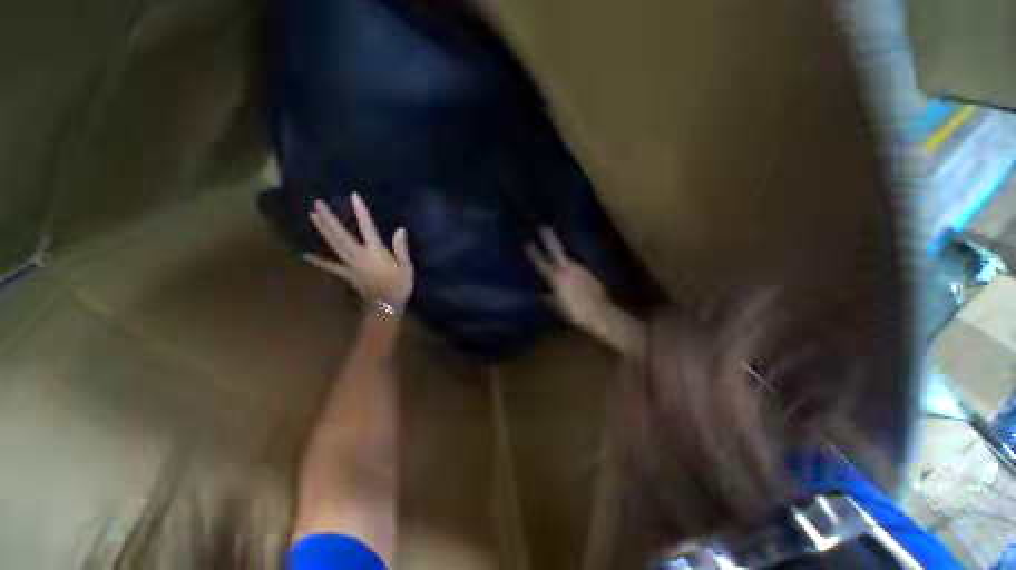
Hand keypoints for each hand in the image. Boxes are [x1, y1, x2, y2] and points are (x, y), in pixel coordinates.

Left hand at [305, 193, 412, 307]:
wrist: (386, 306)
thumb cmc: (399, 285)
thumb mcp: (406, 266)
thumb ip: (401, 248)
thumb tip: (400, 229)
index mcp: (376, 252)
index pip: (368, 228)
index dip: (361, 212)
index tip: (353, 196)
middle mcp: (359, 255)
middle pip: (342, 235)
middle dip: (330, 219)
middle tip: (317, 204)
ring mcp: (350, 265)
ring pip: (334, 245)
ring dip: (323, 231)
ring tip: (313, 216)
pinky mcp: (347, 275)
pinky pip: (331, 267)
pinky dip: (319, 261)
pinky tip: (306, 255)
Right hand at [526, 228, 611, 331]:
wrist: (600, 313)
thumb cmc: (575, 312)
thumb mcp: (557, 307)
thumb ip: (546, 298)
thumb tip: (538, 293)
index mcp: (556, 278)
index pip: (541, 263)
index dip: (533, 253)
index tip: (527, 243)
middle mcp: (567, 269)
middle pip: (556, 250)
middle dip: (549, 238)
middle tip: (543, 226)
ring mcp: (579, 268)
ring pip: (566, 254)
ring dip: (559, 246)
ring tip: (553, 239)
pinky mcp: (588, 271)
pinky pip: (575, 261)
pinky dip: (569, 258)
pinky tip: (567, 259)